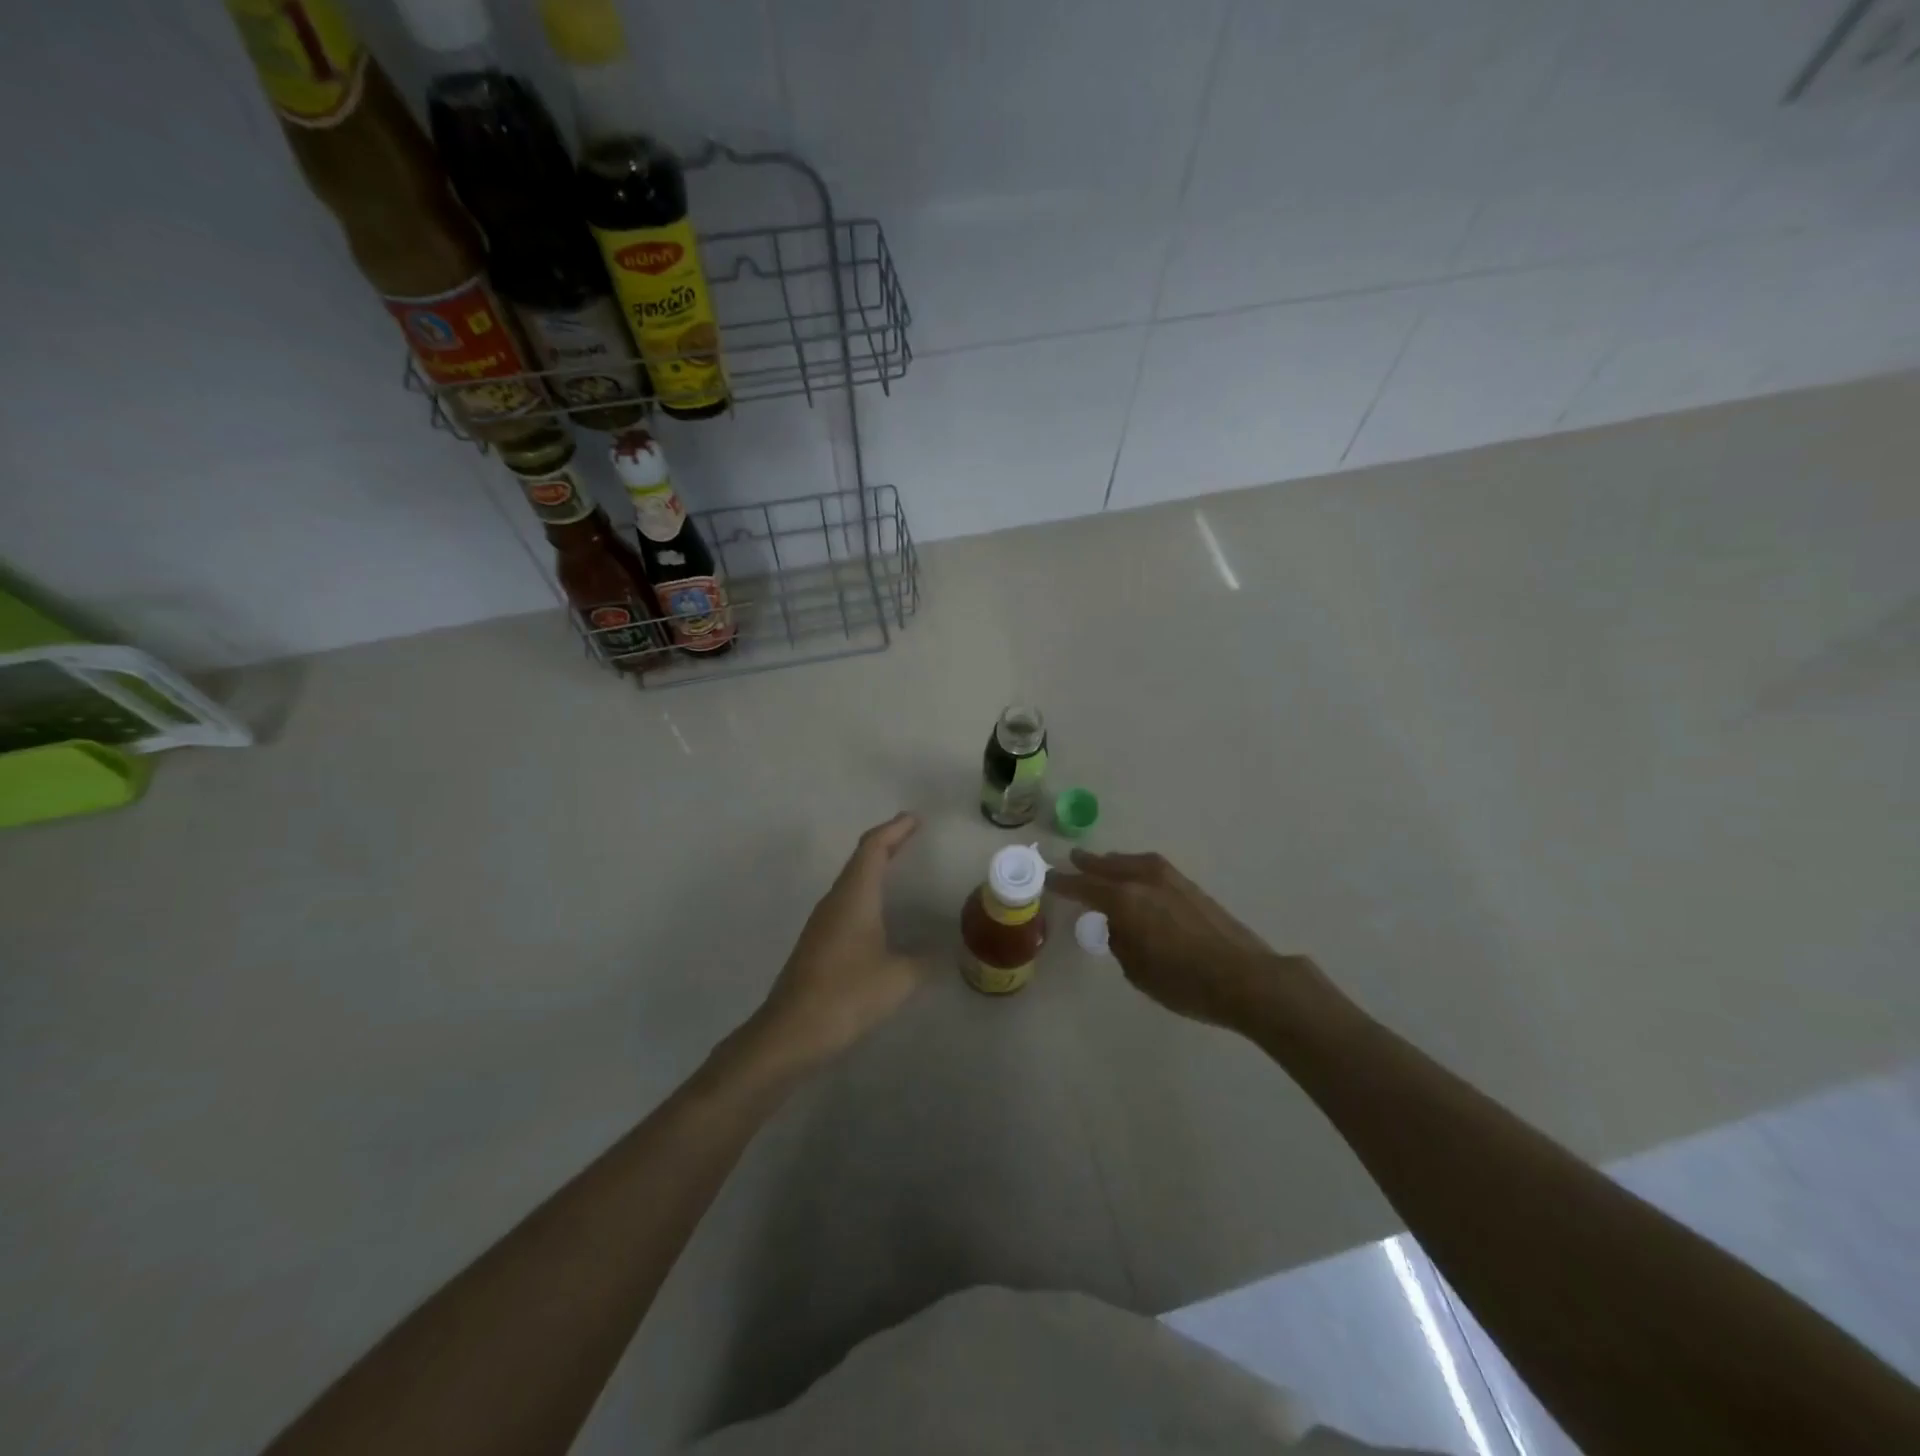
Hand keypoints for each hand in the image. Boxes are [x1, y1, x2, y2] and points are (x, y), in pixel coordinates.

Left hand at [749, 813, 925, 1071]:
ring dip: (874, 868)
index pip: (873, 848)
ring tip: (898, 866)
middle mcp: (835, 901)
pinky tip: (878, 913)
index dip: (895, 829)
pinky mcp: (817, 944)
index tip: (915, 818)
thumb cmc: (847, 995)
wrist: (790, 1033)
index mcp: (854, 897)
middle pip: (860, 859)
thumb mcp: (899, 978)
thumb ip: (925, 961)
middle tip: (912, 834)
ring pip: (851, 881)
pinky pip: (846, 903)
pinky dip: (866, 893)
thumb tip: (944, 952)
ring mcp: (822, 923)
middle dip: (887, 843)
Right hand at [1049, 849, 1338, 1035]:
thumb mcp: (1137, 970)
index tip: (1049, 879)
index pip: (1085, 887)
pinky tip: (1138, 877)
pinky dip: (1137, 867)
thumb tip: (1119, 926)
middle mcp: (1145, 881)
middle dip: (1089, 864)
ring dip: (1115, 862)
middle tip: (1073, 858)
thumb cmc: (1184, 982)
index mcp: (1125, 900)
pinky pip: (1152, 868)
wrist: (1245, 978)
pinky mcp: (1191, 887)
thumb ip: (1121, 942)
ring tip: (1105, 864)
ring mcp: (1171, 880)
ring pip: (1134, 863)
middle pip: (1109, 866)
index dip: (1064, 884)